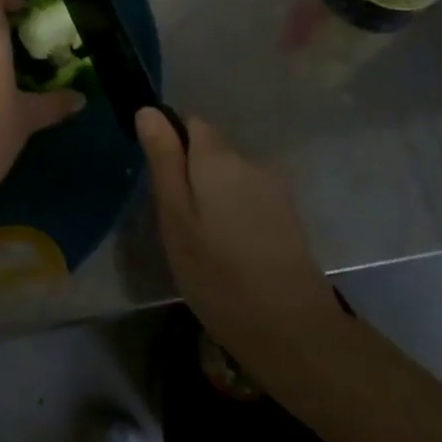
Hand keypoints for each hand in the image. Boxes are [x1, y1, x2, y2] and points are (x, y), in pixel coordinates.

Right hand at [137, 108, 343, 358]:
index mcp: (218, 157)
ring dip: (214, 197)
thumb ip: (164, 160)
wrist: (293, 331)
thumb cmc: (218, 274)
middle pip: (212, 150)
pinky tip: (232, 252)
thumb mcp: (175, 217)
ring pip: (231, 177)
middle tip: (178, 222)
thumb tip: (149, 110)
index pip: (191, 123)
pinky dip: (236, 215)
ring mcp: (275, 190)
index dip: (171, 145)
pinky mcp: (288, 217)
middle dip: (192, 174)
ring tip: (204, 243)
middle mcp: (250, 162)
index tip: (162, 184)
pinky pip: (250, 199)